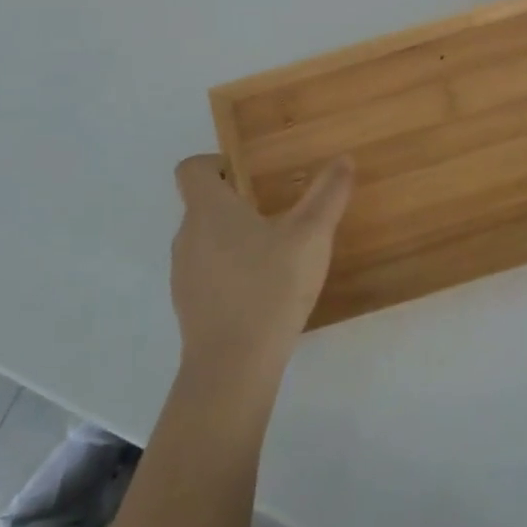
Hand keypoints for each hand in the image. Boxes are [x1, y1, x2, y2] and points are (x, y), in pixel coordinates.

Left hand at [169, 154, 354, 388]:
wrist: (233, 367)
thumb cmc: (270, 287)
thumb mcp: (311, 235)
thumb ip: (328, 194)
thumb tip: (344, 159)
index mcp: (208, 209)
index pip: (193, 168)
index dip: (217, 163)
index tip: (250, 174)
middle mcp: (187, 235)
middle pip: (202, 203)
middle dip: (237, 202)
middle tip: (277, 210)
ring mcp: (183, 273)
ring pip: (205, 239)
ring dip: (234, 237)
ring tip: (275, 250)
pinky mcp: (189, 305)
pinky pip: (207, 271)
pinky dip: (230, 269)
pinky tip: (263, 288)